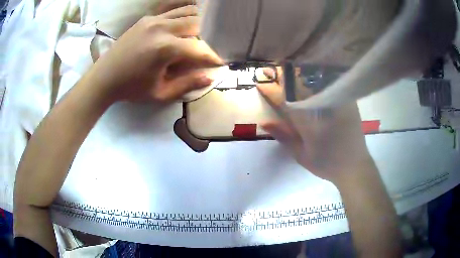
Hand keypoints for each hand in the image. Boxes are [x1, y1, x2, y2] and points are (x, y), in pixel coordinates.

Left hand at [84, 4, 222, 102]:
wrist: (104, 78)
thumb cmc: (131, 88)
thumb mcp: (160, 93)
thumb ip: (187, 85)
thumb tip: (210, 77)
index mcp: (166, 48)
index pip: (199, 49)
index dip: (213, 56)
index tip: (221, 62)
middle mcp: (163, 28)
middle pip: (198, 24)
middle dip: (208, 37)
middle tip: (207, 49)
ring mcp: (154, 20)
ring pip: (188, 12)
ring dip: (198, 22)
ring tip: (200, 34)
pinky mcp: (147, 18)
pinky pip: (173, 9)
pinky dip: (184, 14)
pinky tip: (184, 24)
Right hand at [257, 68, 373, 182]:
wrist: (355, 166)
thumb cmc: (327, 164)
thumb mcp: (301, 155)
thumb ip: (283, 136)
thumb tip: (265, 122)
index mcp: (310, 122)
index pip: (286, 100)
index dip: (271, 90)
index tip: (260, 82)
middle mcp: (323, 107)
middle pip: (300, 84)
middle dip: (283, 75)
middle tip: (270, 70)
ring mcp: (337, 101)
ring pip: (315, 79)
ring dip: (298, 73)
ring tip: (286, 69)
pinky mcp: (347, 100)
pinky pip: (329, 82)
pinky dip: (316, 77)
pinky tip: (309, 76)